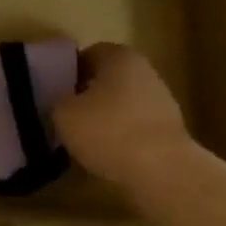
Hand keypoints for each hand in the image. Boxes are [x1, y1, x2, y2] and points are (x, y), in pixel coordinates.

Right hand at [52, 43, 195, 194]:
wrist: (163, 170)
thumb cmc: (109, 131)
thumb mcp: (65, 114)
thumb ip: (58, 101)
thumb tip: (63, 102)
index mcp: (119, 56)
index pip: (88, 55)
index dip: (69, 74)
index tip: (55, 95)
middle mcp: (144, 70)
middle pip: (108, 80)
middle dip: (88, 97)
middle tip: (67, 119)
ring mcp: (162, 100)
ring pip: (122, 104)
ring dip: (105, 119)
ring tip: (85, 143)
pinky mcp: (170, 129)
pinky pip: (136, 128)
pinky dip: (123, 139)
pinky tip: (109, 157)